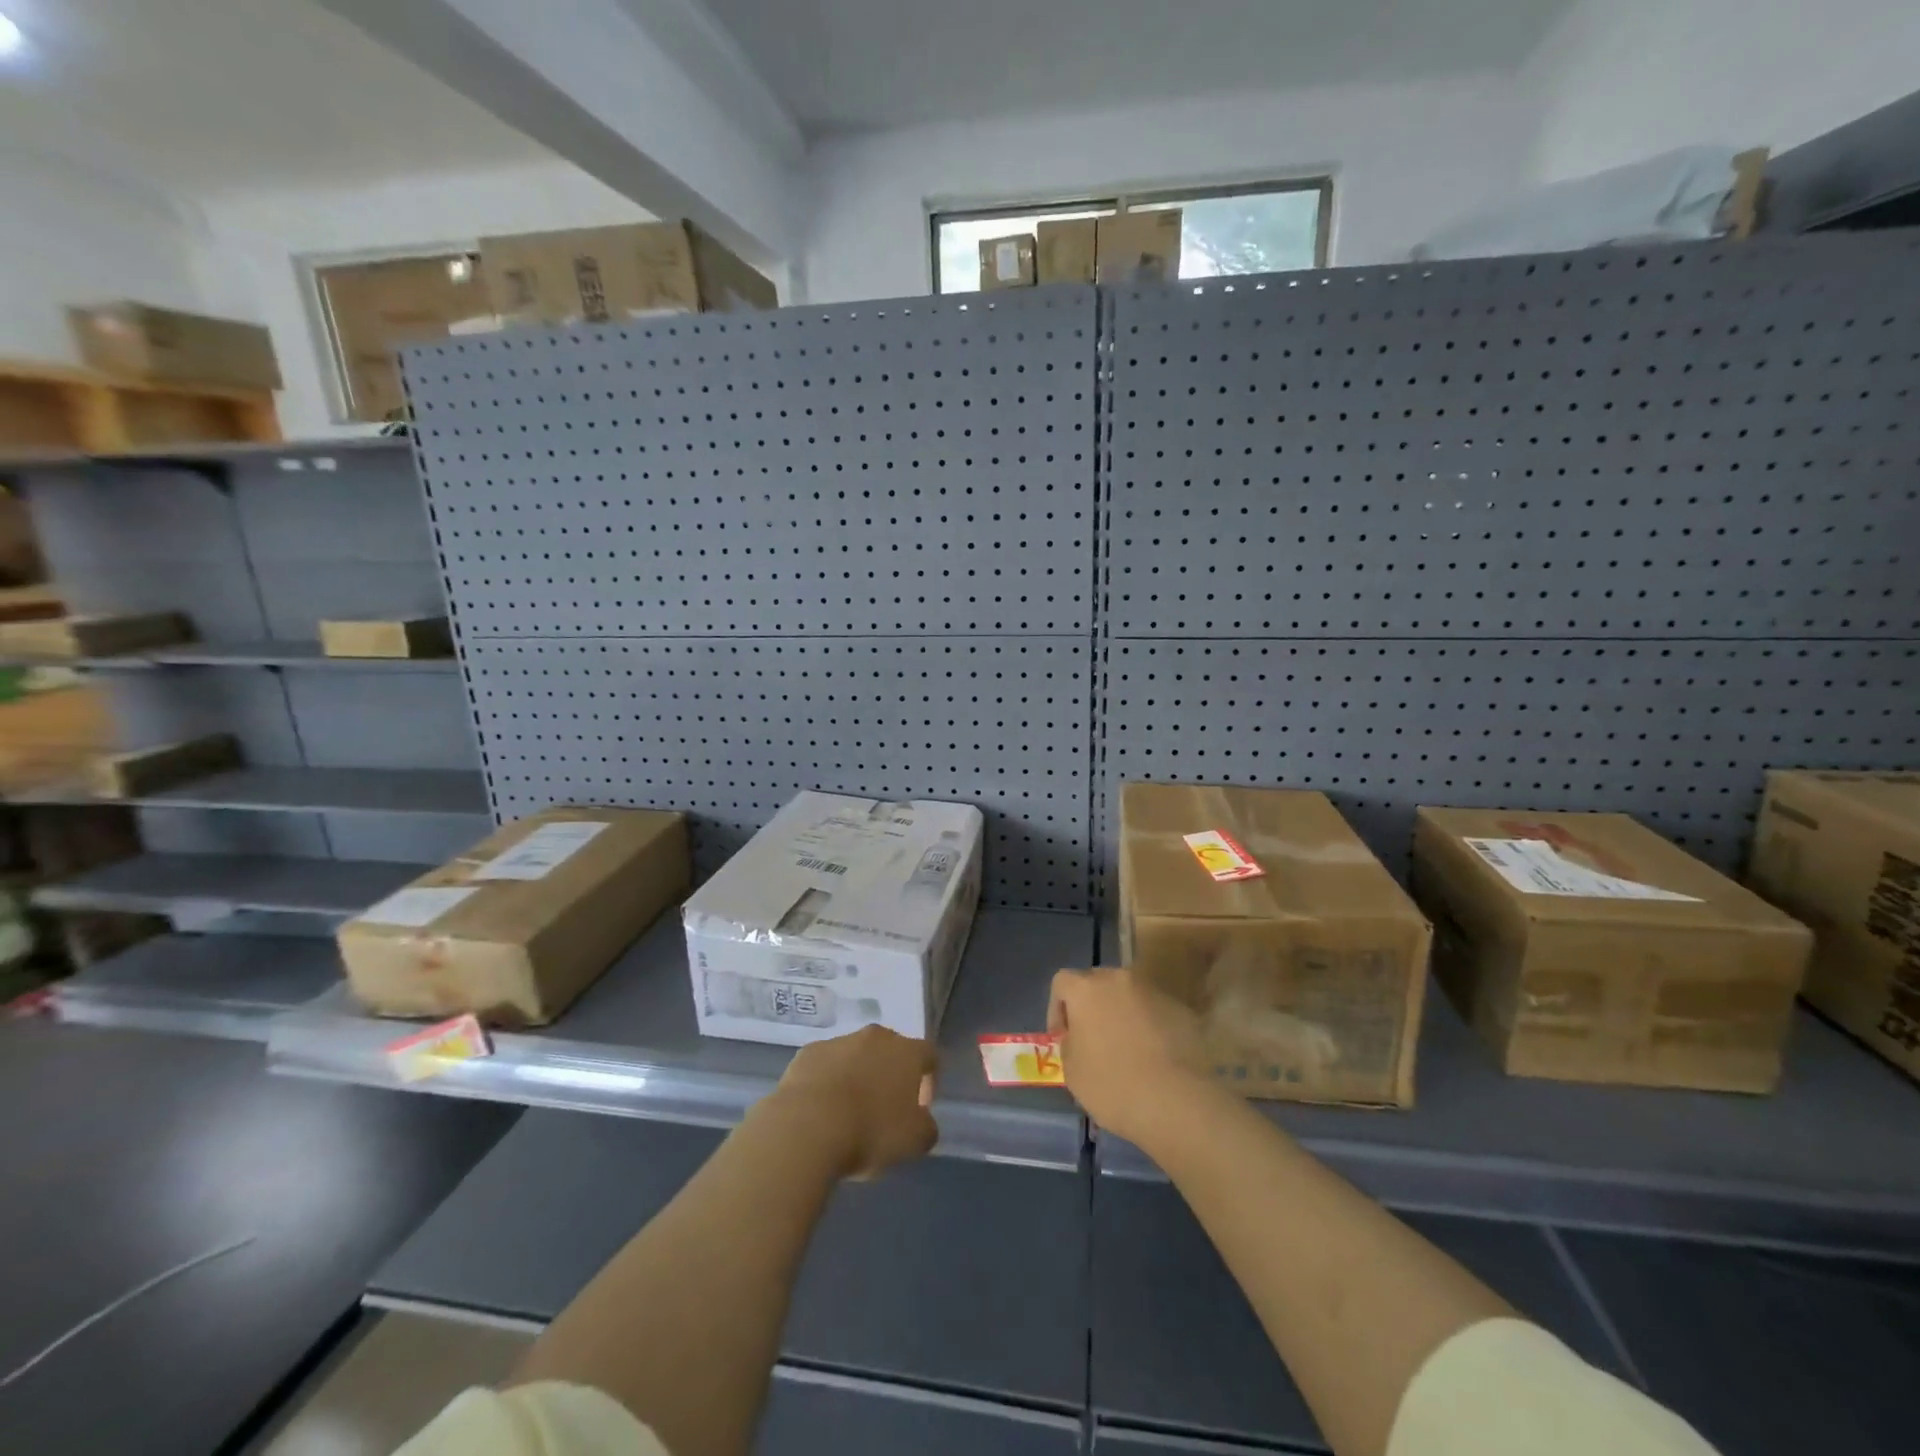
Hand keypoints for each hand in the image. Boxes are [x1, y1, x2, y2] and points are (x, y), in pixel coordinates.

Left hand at [764, 1025, 938, 1178]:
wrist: (807, 1126)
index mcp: (907, 1052)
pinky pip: (825, 1064)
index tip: (921, 1107)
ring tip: (848, 1112)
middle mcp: (876, 1037)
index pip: (929, 1055)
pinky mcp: (808, 1052)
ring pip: (855, 1055)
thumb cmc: (870, 1131)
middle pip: (890, 1050)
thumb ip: (926, 1127)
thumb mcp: (914, 1141)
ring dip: (857, 1076)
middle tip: (885, 1108)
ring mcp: (839, 1041)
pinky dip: (827, 1080)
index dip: (929, 1080)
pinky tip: (820, 1109)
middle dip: (891, 1075)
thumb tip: (923, 1121)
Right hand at [1049, 967, 1215, 1144]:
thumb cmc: (1112, 1085)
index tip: (1063, 1038)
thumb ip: (1070, 1044)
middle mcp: (1120, 980)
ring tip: (1128, 1051)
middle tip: (1094, 1040)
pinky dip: (1150, 1028)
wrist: (1176, 1101)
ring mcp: (1154, 992)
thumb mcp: (1072, 1071)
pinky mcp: (1182, 1010)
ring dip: (1123, 1015)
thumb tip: (1080, 1038)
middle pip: (1098, 983)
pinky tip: (1155, 1058)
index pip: (1062, 982)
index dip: (1057, 1008)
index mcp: (1087, 989)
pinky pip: (1156, 1013)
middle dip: (1092, 1007)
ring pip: (1130, 997)